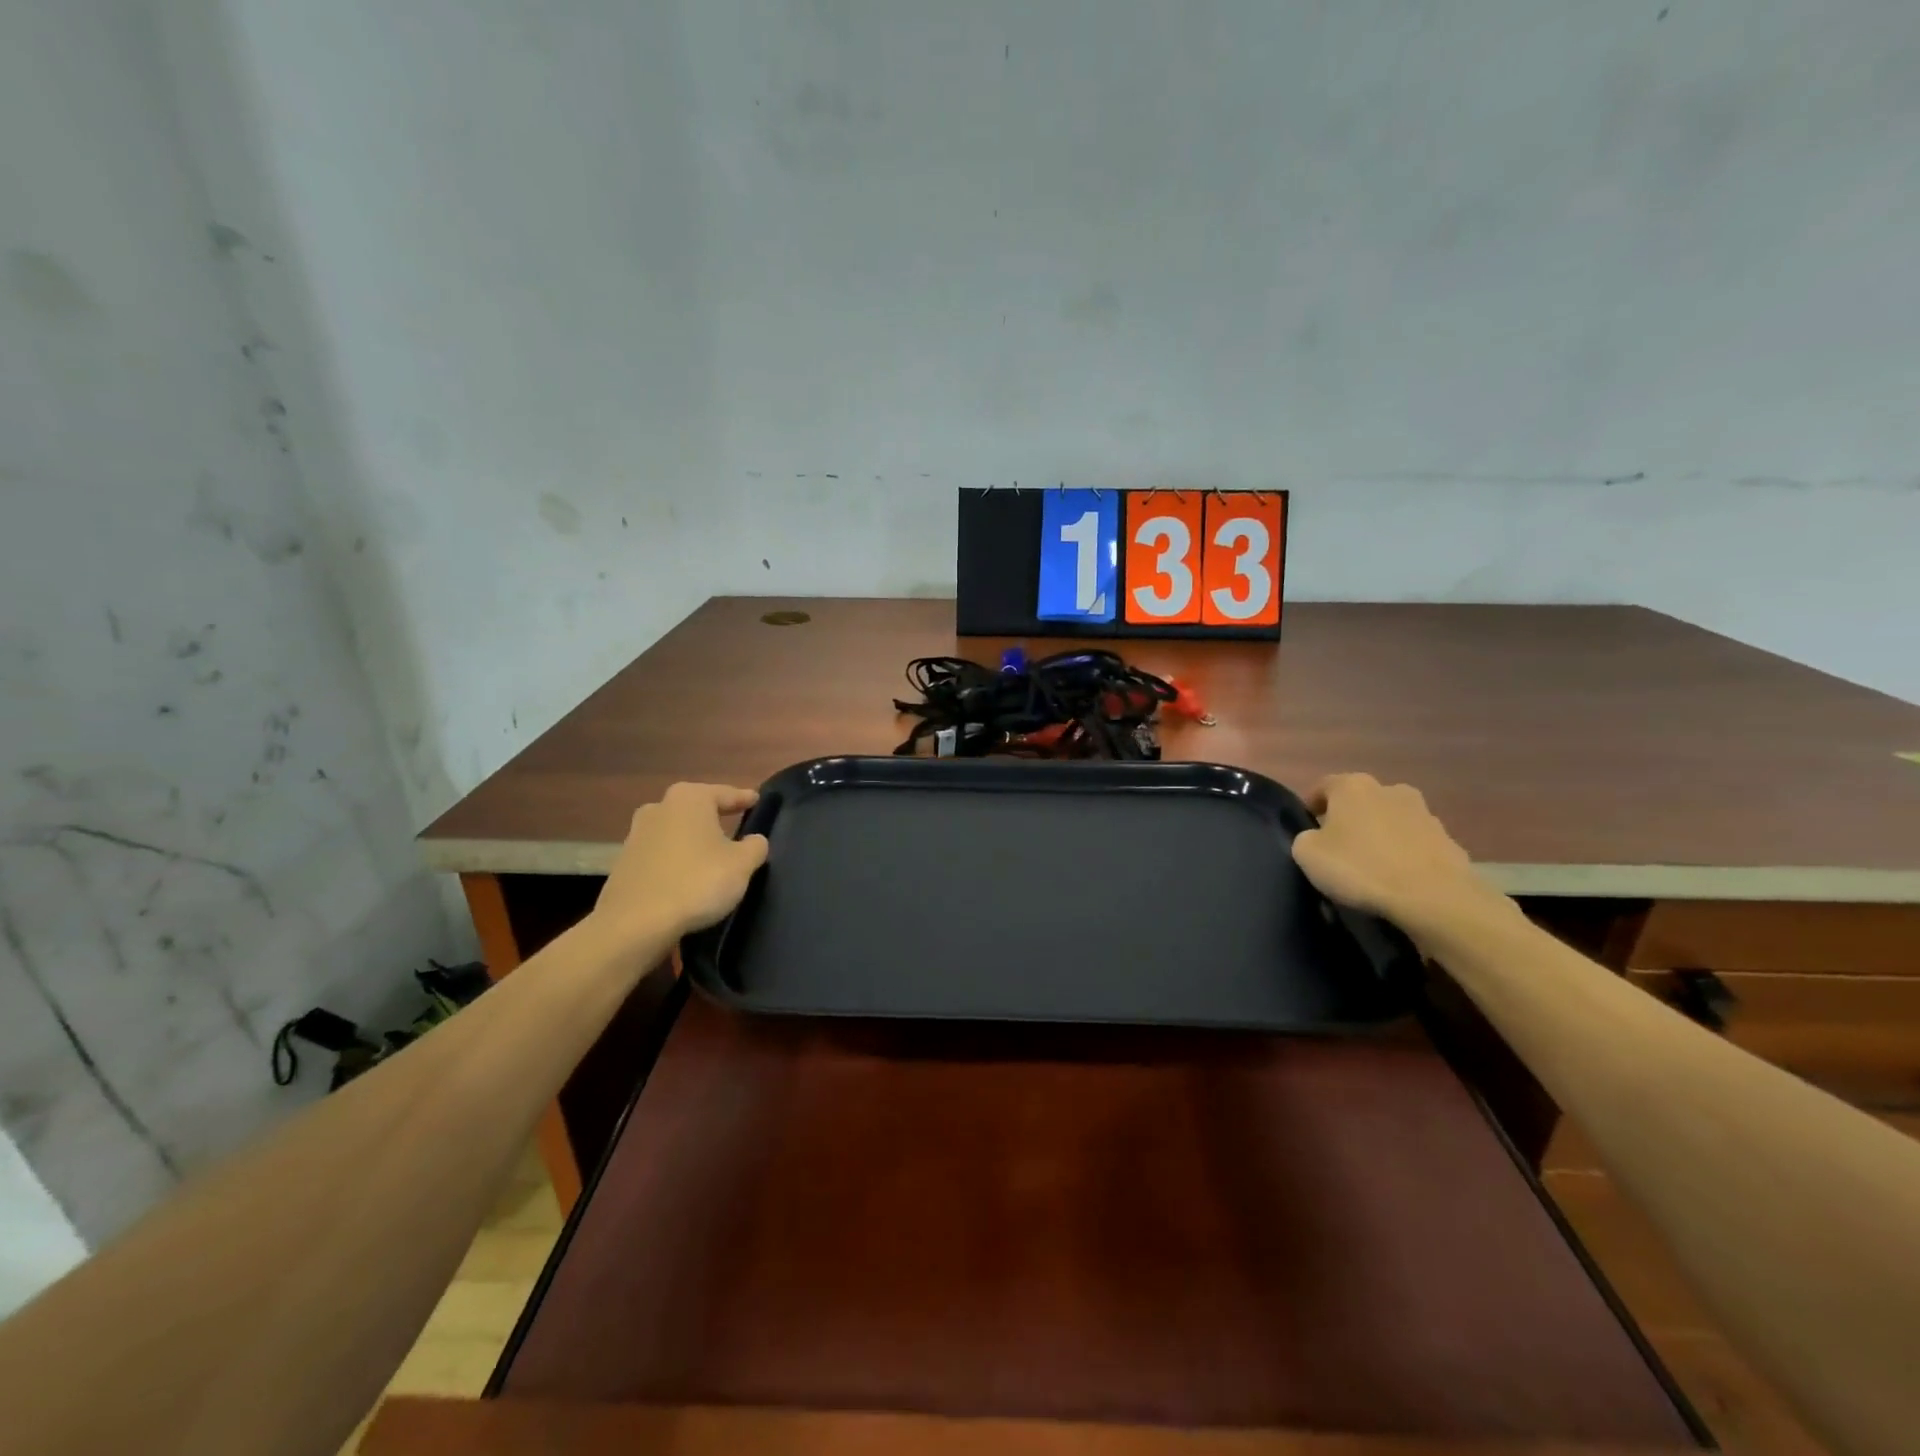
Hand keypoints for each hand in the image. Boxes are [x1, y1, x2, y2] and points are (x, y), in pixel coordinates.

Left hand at [593, 783, 769, 944]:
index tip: (756, 800)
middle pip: (696, 808)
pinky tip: (686, 876)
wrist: (635, 924)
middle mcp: (659, 807)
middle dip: (714, 816)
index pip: (725, 793)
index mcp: (690, 799)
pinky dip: (675, 859)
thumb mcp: (741, 864)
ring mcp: (636, 834)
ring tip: (710, 853)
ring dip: (692, 839)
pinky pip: (660, 854)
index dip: (743, 798)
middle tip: (734, 823)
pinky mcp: (624, 862)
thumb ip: (755, 846)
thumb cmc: (697, 882)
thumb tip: (754, 840)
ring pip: (675, 830)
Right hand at [1291, 773, 1503, 936]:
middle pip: (1361, 801)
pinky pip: (1416, 844)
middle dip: (1349, 819)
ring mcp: (1425, 814)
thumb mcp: (1308, 854)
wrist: (1433, 898)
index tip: (1307, 828)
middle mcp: (1390, 789)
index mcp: (1353, 786)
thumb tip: (1317, 838)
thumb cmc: (1361, 868)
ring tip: (1371, 866)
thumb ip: (1306, 838)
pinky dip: (1405, 855)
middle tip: (1339, 847)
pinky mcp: (1449, 841)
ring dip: (1380, 835)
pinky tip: (1398, 879)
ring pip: (1391, 820)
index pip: (1323, 786)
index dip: (1311, 806)